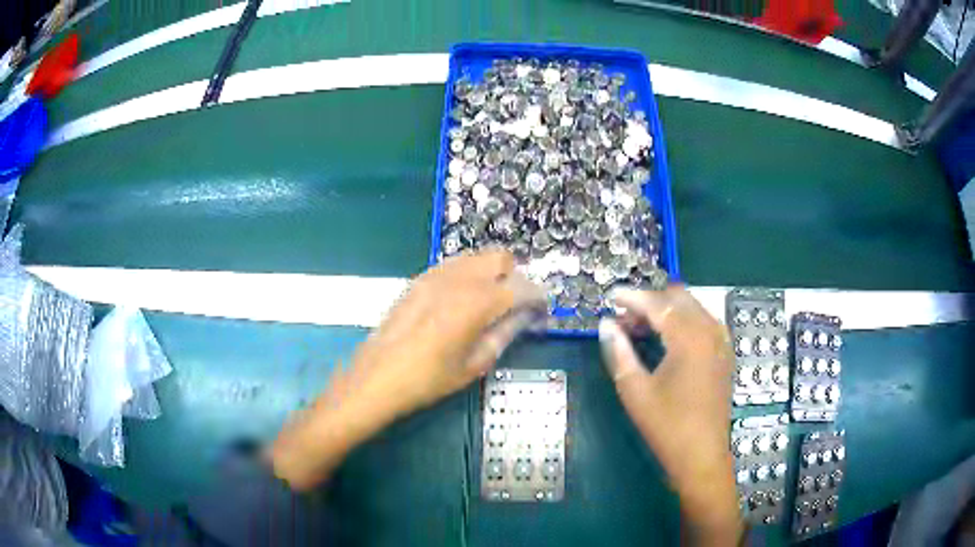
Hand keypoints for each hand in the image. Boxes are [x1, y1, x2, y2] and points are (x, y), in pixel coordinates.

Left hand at [271, 250, 544, 489]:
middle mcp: (459, 278)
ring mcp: (436, 274)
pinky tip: (463, 300)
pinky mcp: (419, 279)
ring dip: (492, 272)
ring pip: (476, 256)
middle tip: (515, 304)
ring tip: (491, 302)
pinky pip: (454, 264)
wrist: (377, 377)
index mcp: (478, 302)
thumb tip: (524, 318)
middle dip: (515, 276)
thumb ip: (504, 334)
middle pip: (501, 258)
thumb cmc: (428, 379)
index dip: (538, 299)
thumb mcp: (474, 364)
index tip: (541, 313)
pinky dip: (469, 274)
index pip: (522, 287)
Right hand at [599, 286, 741, 544]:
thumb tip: (606, 324)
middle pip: (678, 297)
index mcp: (689, 337)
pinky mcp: (724, 353)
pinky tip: (667, 341)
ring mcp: (721, 341)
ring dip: (667, 310)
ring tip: (641, 330)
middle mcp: (710, 330)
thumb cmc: (666, 426)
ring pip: (692, 307)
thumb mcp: (635, 390)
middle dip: (650, 301)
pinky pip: (703, 321)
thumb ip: (619, 351)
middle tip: (625, 319)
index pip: (657, 303)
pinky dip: (683, 321)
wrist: (701, 456)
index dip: (632, 297)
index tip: (610, 297)